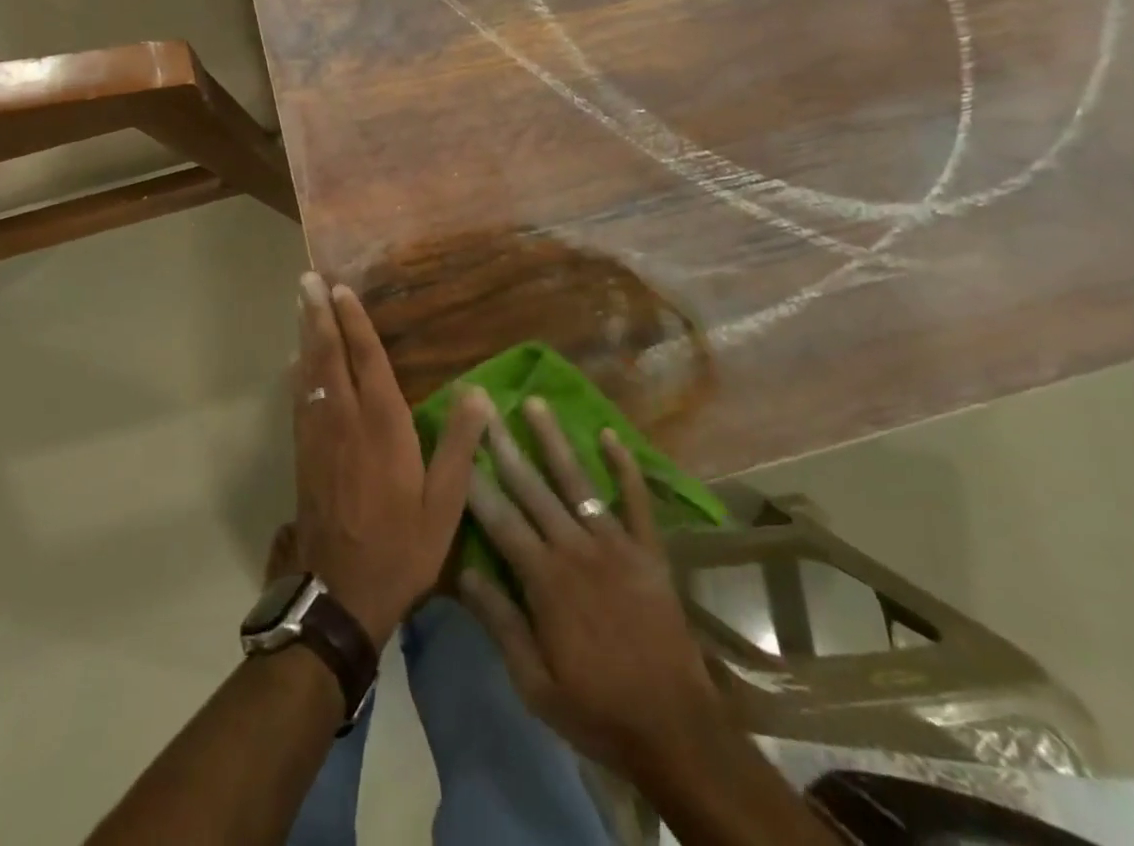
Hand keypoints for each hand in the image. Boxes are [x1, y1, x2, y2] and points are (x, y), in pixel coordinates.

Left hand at [292, 273, 487, 647]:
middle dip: (318, 314)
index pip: (367, 359)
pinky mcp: (303, 453)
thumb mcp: (445, 505)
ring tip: (300, 303)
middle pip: (329, 354)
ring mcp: (319, 435)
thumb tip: (478, 392)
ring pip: (309, 371)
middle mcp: (345, 419)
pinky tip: (295, 360)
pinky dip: (297, 370)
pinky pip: (299, 398)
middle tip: (307, 279)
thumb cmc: (402, 547)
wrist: (341, 593)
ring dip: (305, 334)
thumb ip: (459, 445)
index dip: (354, 322)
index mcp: (383, 426)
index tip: (342, 290)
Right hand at [458, 398, 724, 782]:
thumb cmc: (598, 710)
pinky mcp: (648, 552)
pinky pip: (636, 501)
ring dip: (554, 440)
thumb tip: (463, 572)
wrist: (677, 730)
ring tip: (534, 402)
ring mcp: (616, 545)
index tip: (457, 443)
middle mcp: (576, 549)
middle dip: (505, 444)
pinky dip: (625, 467)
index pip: (500, 519)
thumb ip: (500, 623)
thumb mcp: (535, 684)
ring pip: (577, 481)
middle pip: (533, 488)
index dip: (475, 480)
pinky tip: (610, 436)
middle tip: (485, 405)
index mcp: (545, 580)